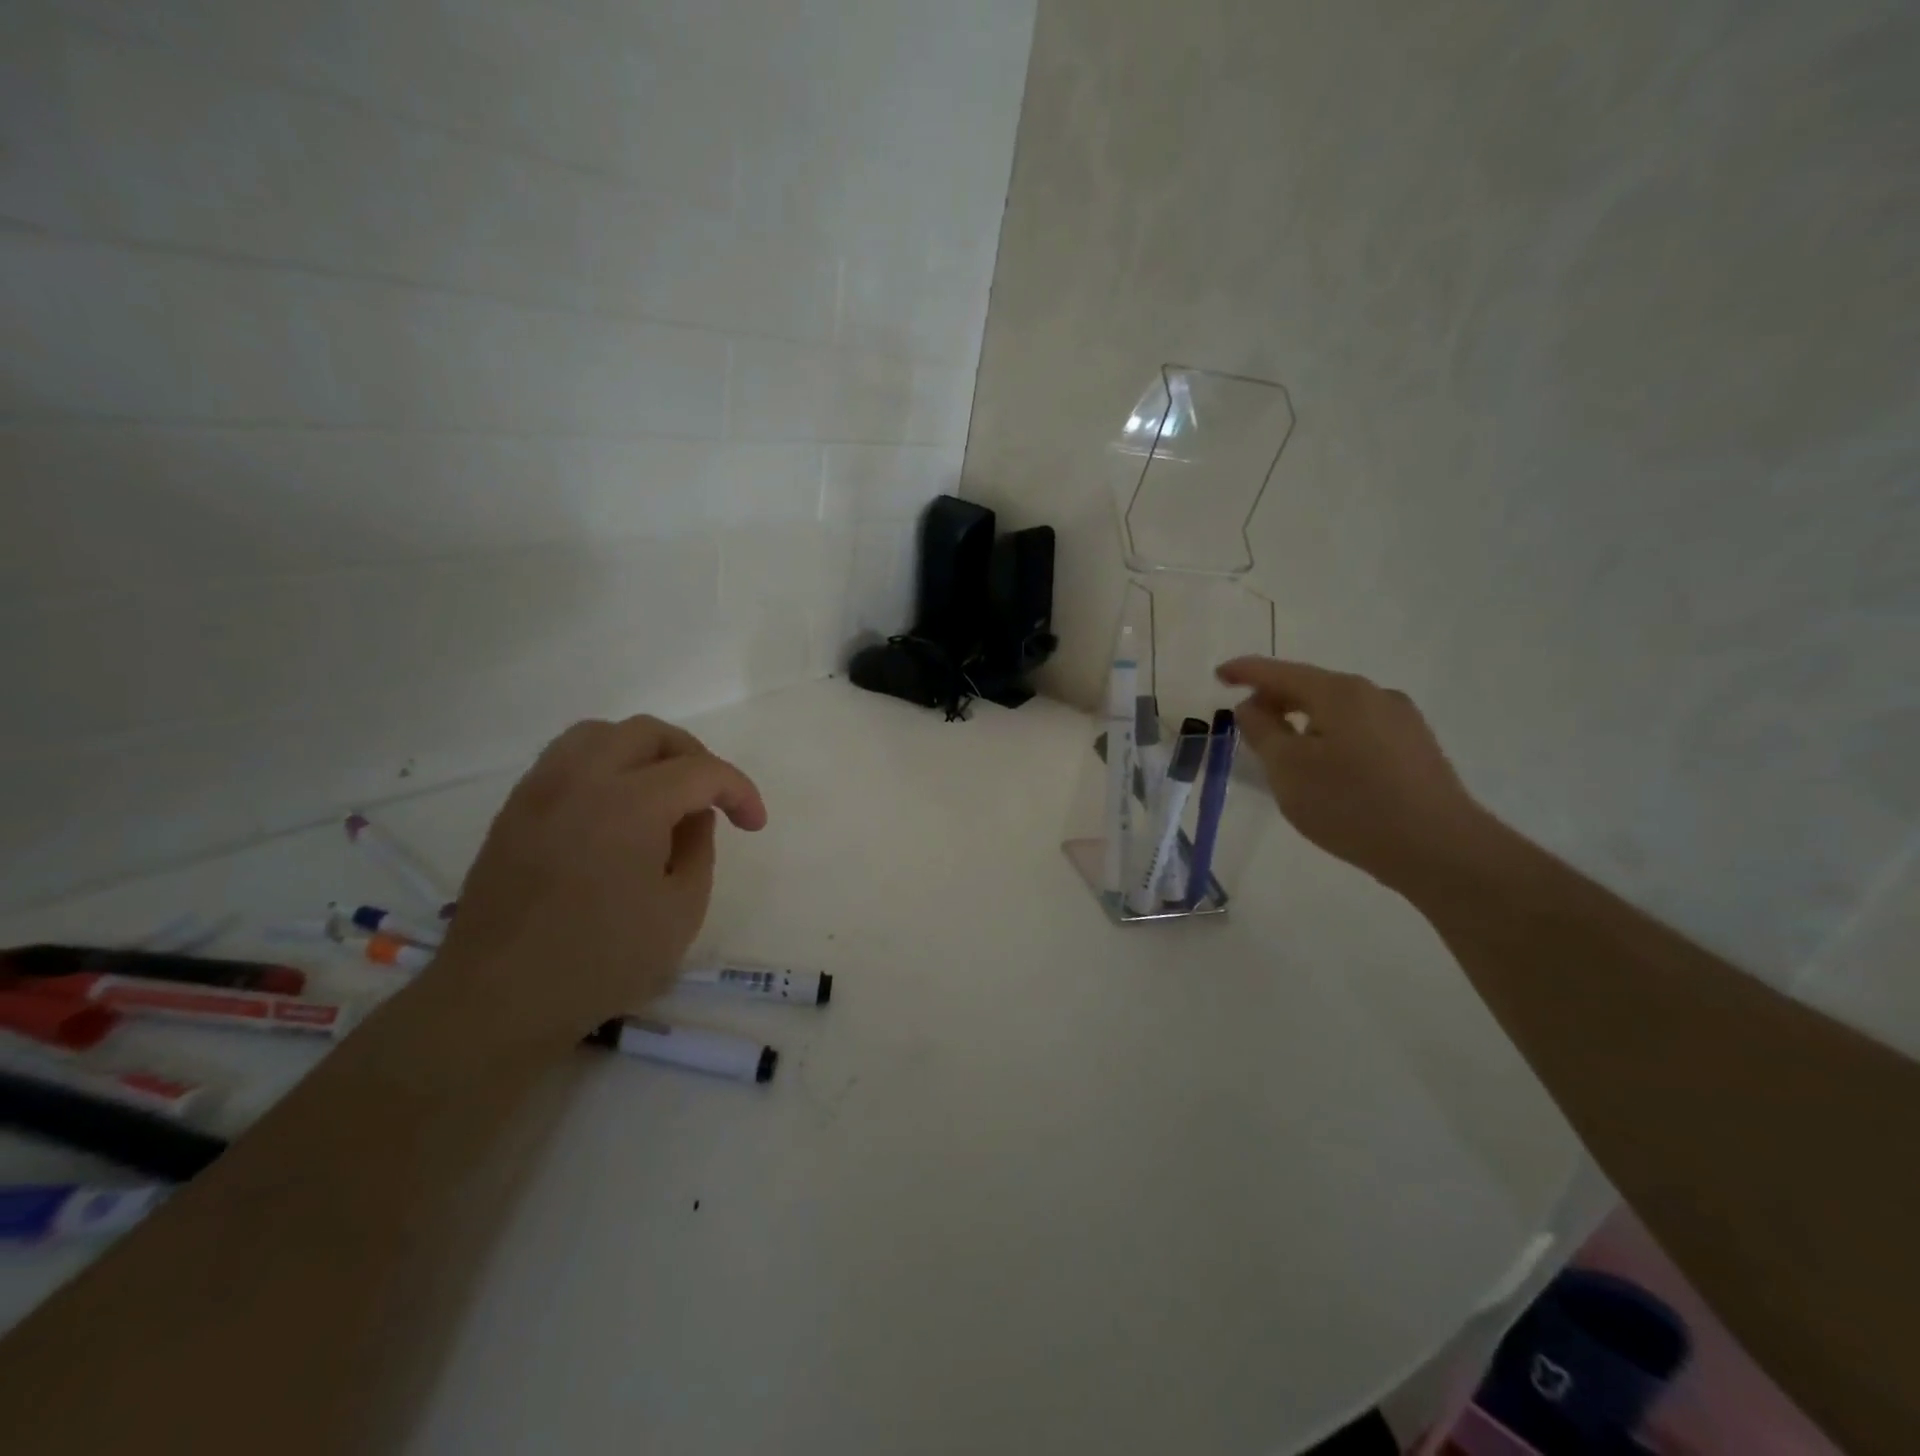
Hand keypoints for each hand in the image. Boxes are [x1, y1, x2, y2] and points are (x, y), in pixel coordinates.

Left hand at [432, 716, 767, 1049]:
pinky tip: (614, 808)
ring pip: (600, 734)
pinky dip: (603, 766)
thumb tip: (693, 816)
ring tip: (661, 791)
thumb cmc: (602, 960)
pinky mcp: (514, 809)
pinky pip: (566, 760)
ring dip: (643, 752)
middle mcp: (582, 779)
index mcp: (630, 803)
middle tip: (711, 797)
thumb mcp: (681, 910)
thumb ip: (699, 847)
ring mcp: (540, 790)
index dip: (739, 791)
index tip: (754, 824)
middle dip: (694, 757)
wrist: (499, 999)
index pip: (701, 770)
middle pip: (649, 733)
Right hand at [1215, 658, 1493, 891]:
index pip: (1279, 672)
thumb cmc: (1350, 804)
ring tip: (1286, 753)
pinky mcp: (1416, 747)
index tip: (1219, 675)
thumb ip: (1261, 730)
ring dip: (1304, 722)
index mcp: (1339, 692)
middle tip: (1248, 724)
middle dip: (1275, 700)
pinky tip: (1328, 770)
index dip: (1245, 672)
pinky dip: (1331, 737)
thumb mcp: (1287, 768)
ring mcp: (1401, 720)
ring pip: (1337, 710)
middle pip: (1311, 687)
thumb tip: (1252, 706)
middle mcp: (1374, 694)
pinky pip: (1360, 730)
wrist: (1439, 848)